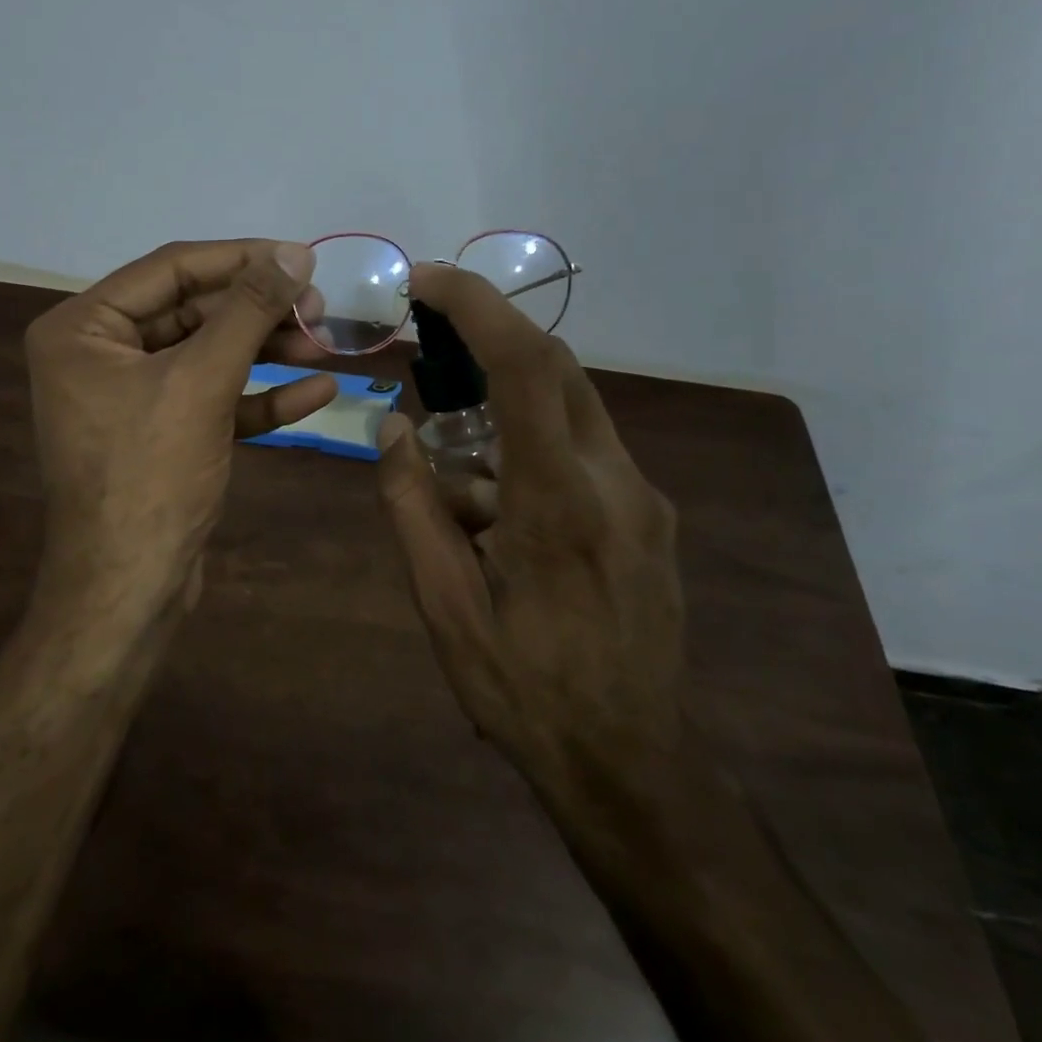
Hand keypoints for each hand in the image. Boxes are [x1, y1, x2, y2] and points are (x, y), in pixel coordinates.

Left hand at [25, 239, 337, 608]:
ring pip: (206, 356)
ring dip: (265, 350)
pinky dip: (258, 396)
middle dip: (257, 311)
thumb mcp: (201, 381)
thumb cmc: (150, 474)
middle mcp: (98, 354)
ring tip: (324, 341)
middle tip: (318, 307)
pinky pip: (211, 400)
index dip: (240, 259)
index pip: (170, 270)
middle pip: (191, 312)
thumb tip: (293, 253)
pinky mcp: (160, 435)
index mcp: (82, 328)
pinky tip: (316, 391)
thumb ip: (247, 310)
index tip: (300, 256)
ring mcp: (130, 398)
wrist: (130, 589)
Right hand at [374, 263, 686, 793]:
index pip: (526, 367)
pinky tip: (497, 510)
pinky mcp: (649, 514)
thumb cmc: (523, 688)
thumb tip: (392, 428)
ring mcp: (643, 496)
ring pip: (569, 406)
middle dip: (487, 338)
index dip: (477, 306)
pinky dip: (528, 447)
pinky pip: (582, 449)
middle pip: (555, 368)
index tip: (427, 280)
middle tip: (427, 347)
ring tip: (456, 471)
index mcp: (558, 503)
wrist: (631, 762)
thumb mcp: (442, 605)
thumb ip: (412, 506)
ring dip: (504, 406)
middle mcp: (614, 481)